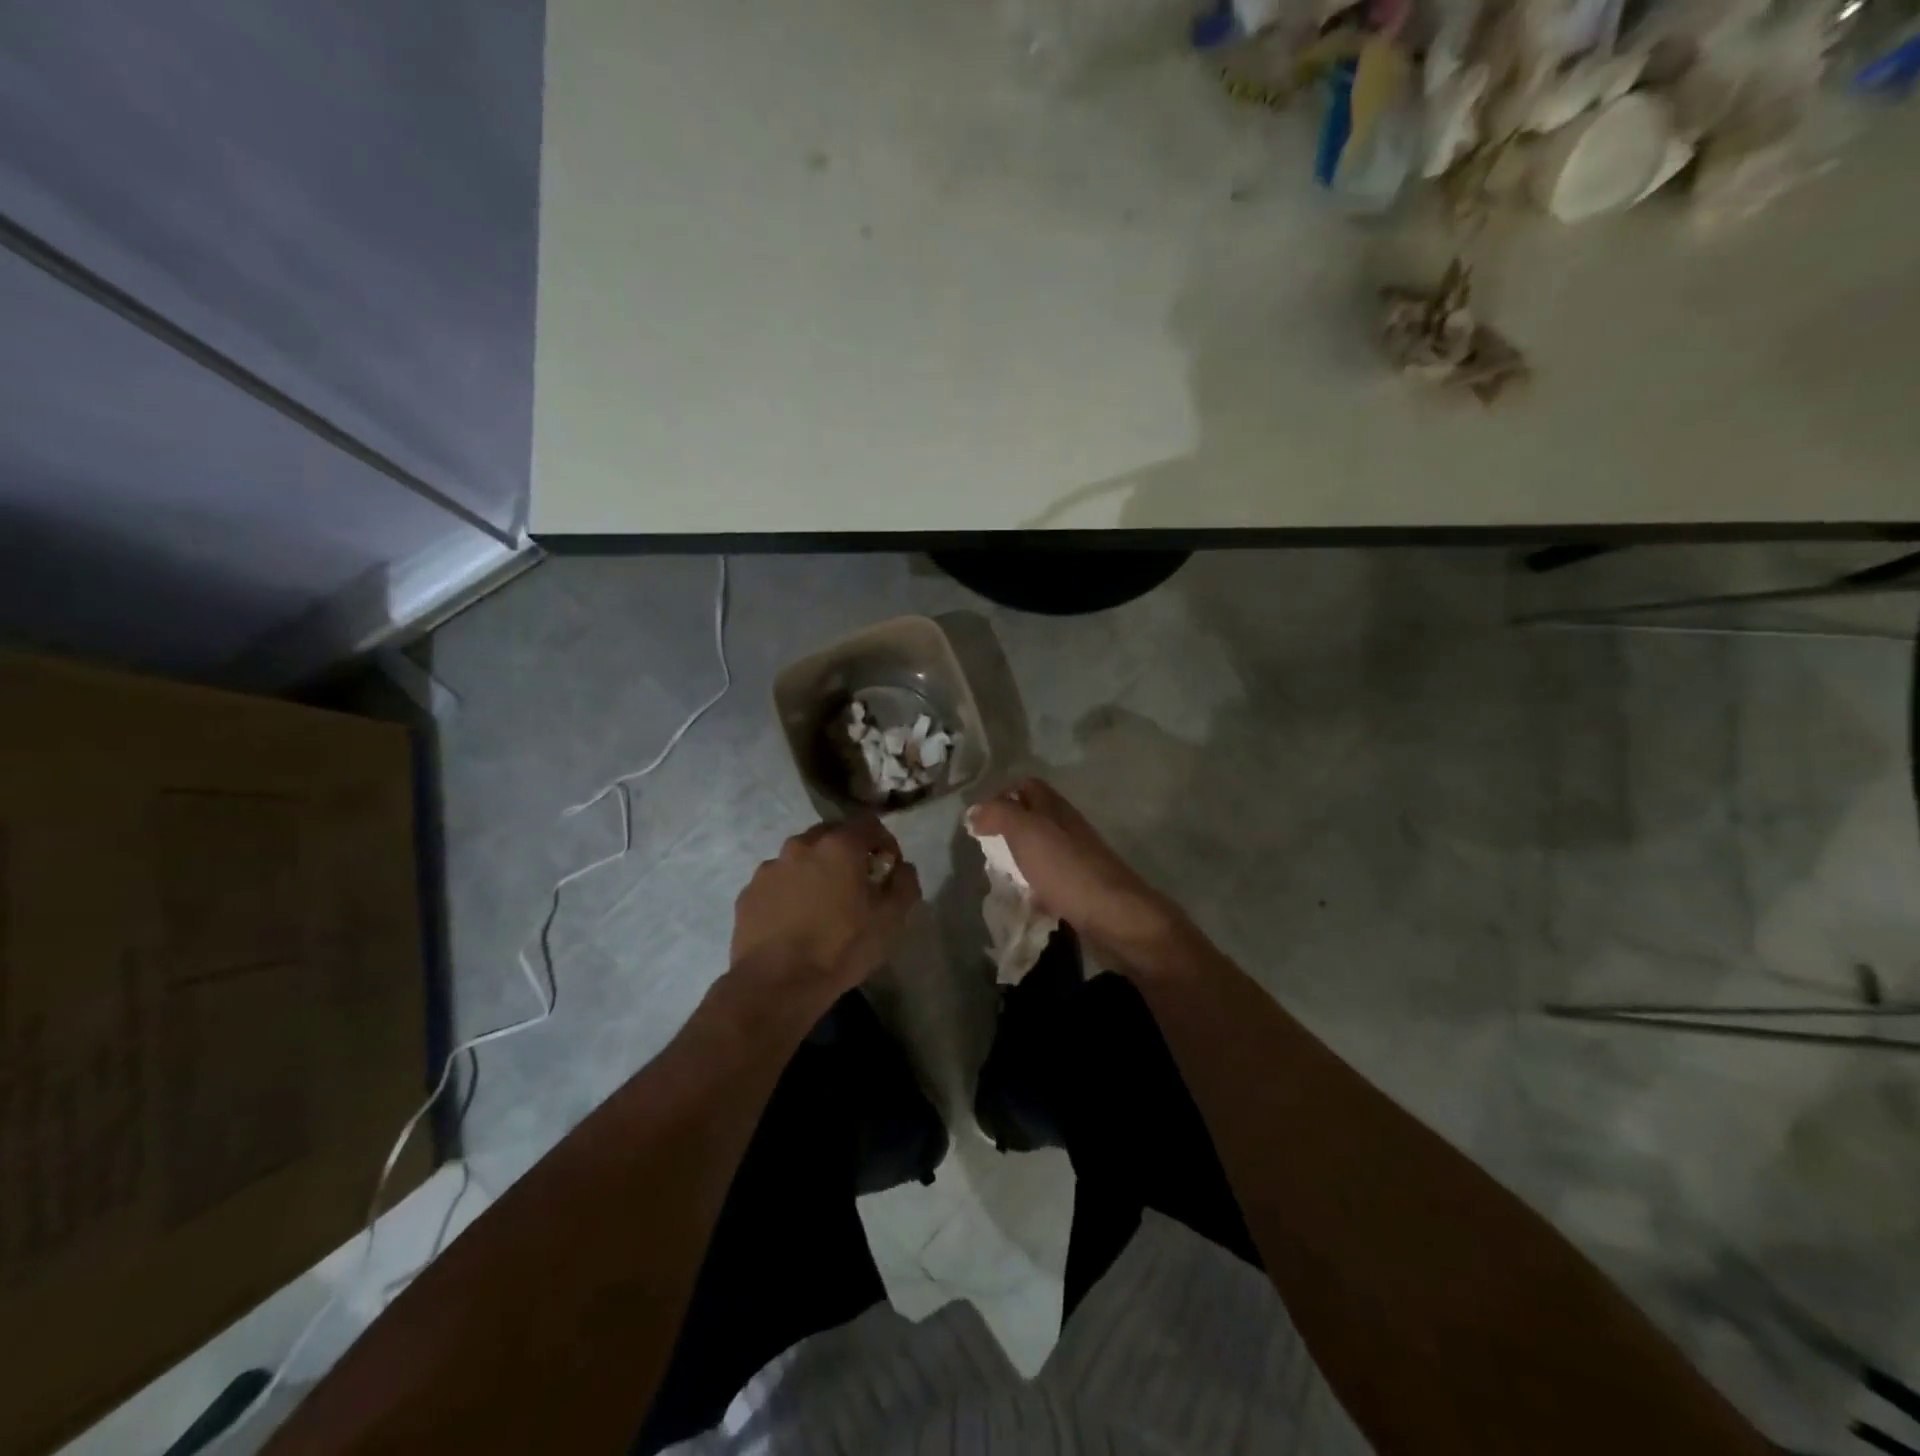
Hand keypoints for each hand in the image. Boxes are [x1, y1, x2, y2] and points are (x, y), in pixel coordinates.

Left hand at [730, 816, 921, 1002]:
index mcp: (839, 846)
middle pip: (831, 835)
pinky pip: (777, 882)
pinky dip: (789, 891)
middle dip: (847, 852)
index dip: (884, 841)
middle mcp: (801, 845)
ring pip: (800, 857)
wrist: (776, 984)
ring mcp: (770, 868)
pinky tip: (794, 921)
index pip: (868, 823)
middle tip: (856, 884)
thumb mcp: (891, 920)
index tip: (887, 867)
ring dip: (815, 870)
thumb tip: (902, 867)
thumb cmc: (841, 947)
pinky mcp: (749, 892)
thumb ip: (904, 883)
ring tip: (821, 905)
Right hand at [966, 777, 1187, 969]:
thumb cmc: (1066, 869)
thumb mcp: (1026, 832)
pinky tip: (1022, 899)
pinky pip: (1050, 879)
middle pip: (1033, 816)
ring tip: (997, 874)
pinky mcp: (1080, 887)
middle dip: (1006, 828)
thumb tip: (974, 810)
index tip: (978, 819)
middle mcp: (1067, 827)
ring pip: (1040, 848)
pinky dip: (1033, 886)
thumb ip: (998, 815)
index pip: (1026, 786)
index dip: (1001, 794)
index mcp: (1055, 808)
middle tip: (984, 848)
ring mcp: (1076, 858)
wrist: (1114, 915)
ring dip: (1018, 858)